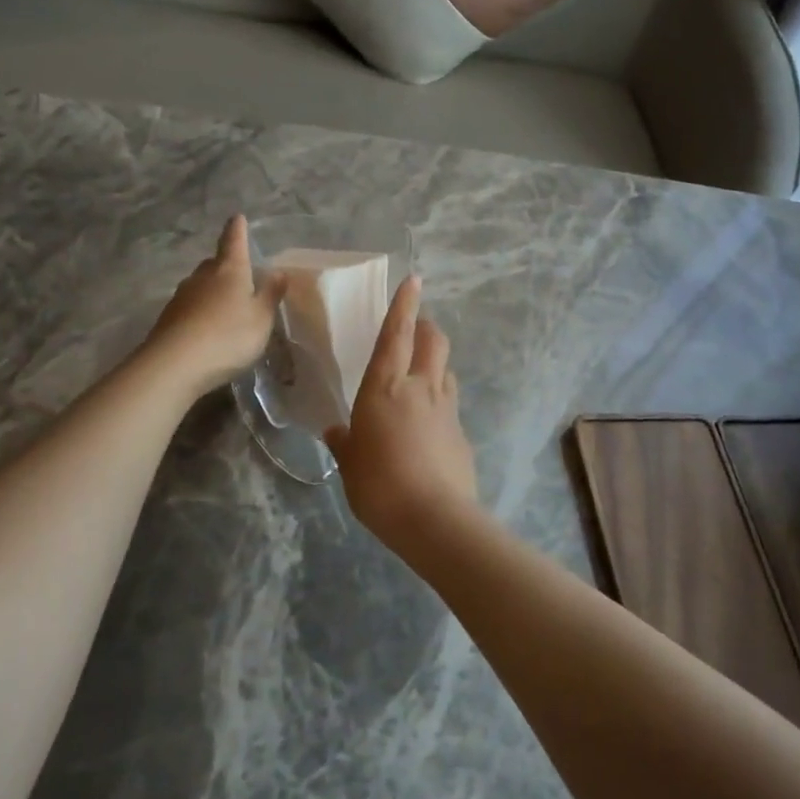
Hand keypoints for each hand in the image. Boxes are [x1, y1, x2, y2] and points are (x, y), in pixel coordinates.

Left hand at [146, 216, 285, 397]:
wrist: (174, 365)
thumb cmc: (228, 336)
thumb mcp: (261, 318)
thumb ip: (271, 294)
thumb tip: (278, 271)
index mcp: (229, 270)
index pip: (234, 240)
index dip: (238, 229)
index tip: (238, 217)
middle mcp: (202, 276)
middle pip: (215, 263)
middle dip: (227, 265)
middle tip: (242, 274)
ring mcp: (182, 296)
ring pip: (202, 285)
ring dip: (214, 290)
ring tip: (228, 306)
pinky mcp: (169, 318)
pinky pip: (191, 306)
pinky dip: (202, 311)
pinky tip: (209, 328)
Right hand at [324, 276, 480, 550]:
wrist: (434, 519)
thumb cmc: (379, 485)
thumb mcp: (350, 464)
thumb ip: (345, 443)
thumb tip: (337, 432)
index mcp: (385, 388)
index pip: (397, 334)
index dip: (404, 305)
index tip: (414, 279)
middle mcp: (420, 388)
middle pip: (433, 341)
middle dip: (426, 327)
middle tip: (415, 329)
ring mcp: (447, 409)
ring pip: (446, 370)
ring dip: (435, 363)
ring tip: (420, 376)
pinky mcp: (462, 433)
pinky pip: (450, 404)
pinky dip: (440, 402)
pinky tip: (428, 426)